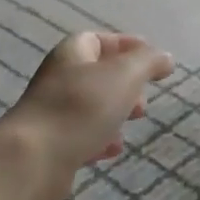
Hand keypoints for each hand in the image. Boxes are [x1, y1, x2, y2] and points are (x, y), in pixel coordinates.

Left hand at [0, 32, 174, 199]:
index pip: (98, 40)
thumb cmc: (80, 107)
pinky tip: (112, 151)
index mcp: (71, 55)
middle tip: (143, 100)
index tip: (153, 58)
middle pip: (97, 75)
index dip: (126, 45)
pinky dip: (100, 140)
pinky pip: (82, 136)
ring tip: (134, 123)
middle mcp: (58, 80)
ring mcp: (53, 113)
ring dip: (116, 113)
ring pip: (92, 107)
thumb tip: (165, 57)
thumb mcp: (123, 75)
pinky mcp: (52, 145)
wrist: (34, 160)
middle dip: (126, 85)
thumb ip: (147, 62)